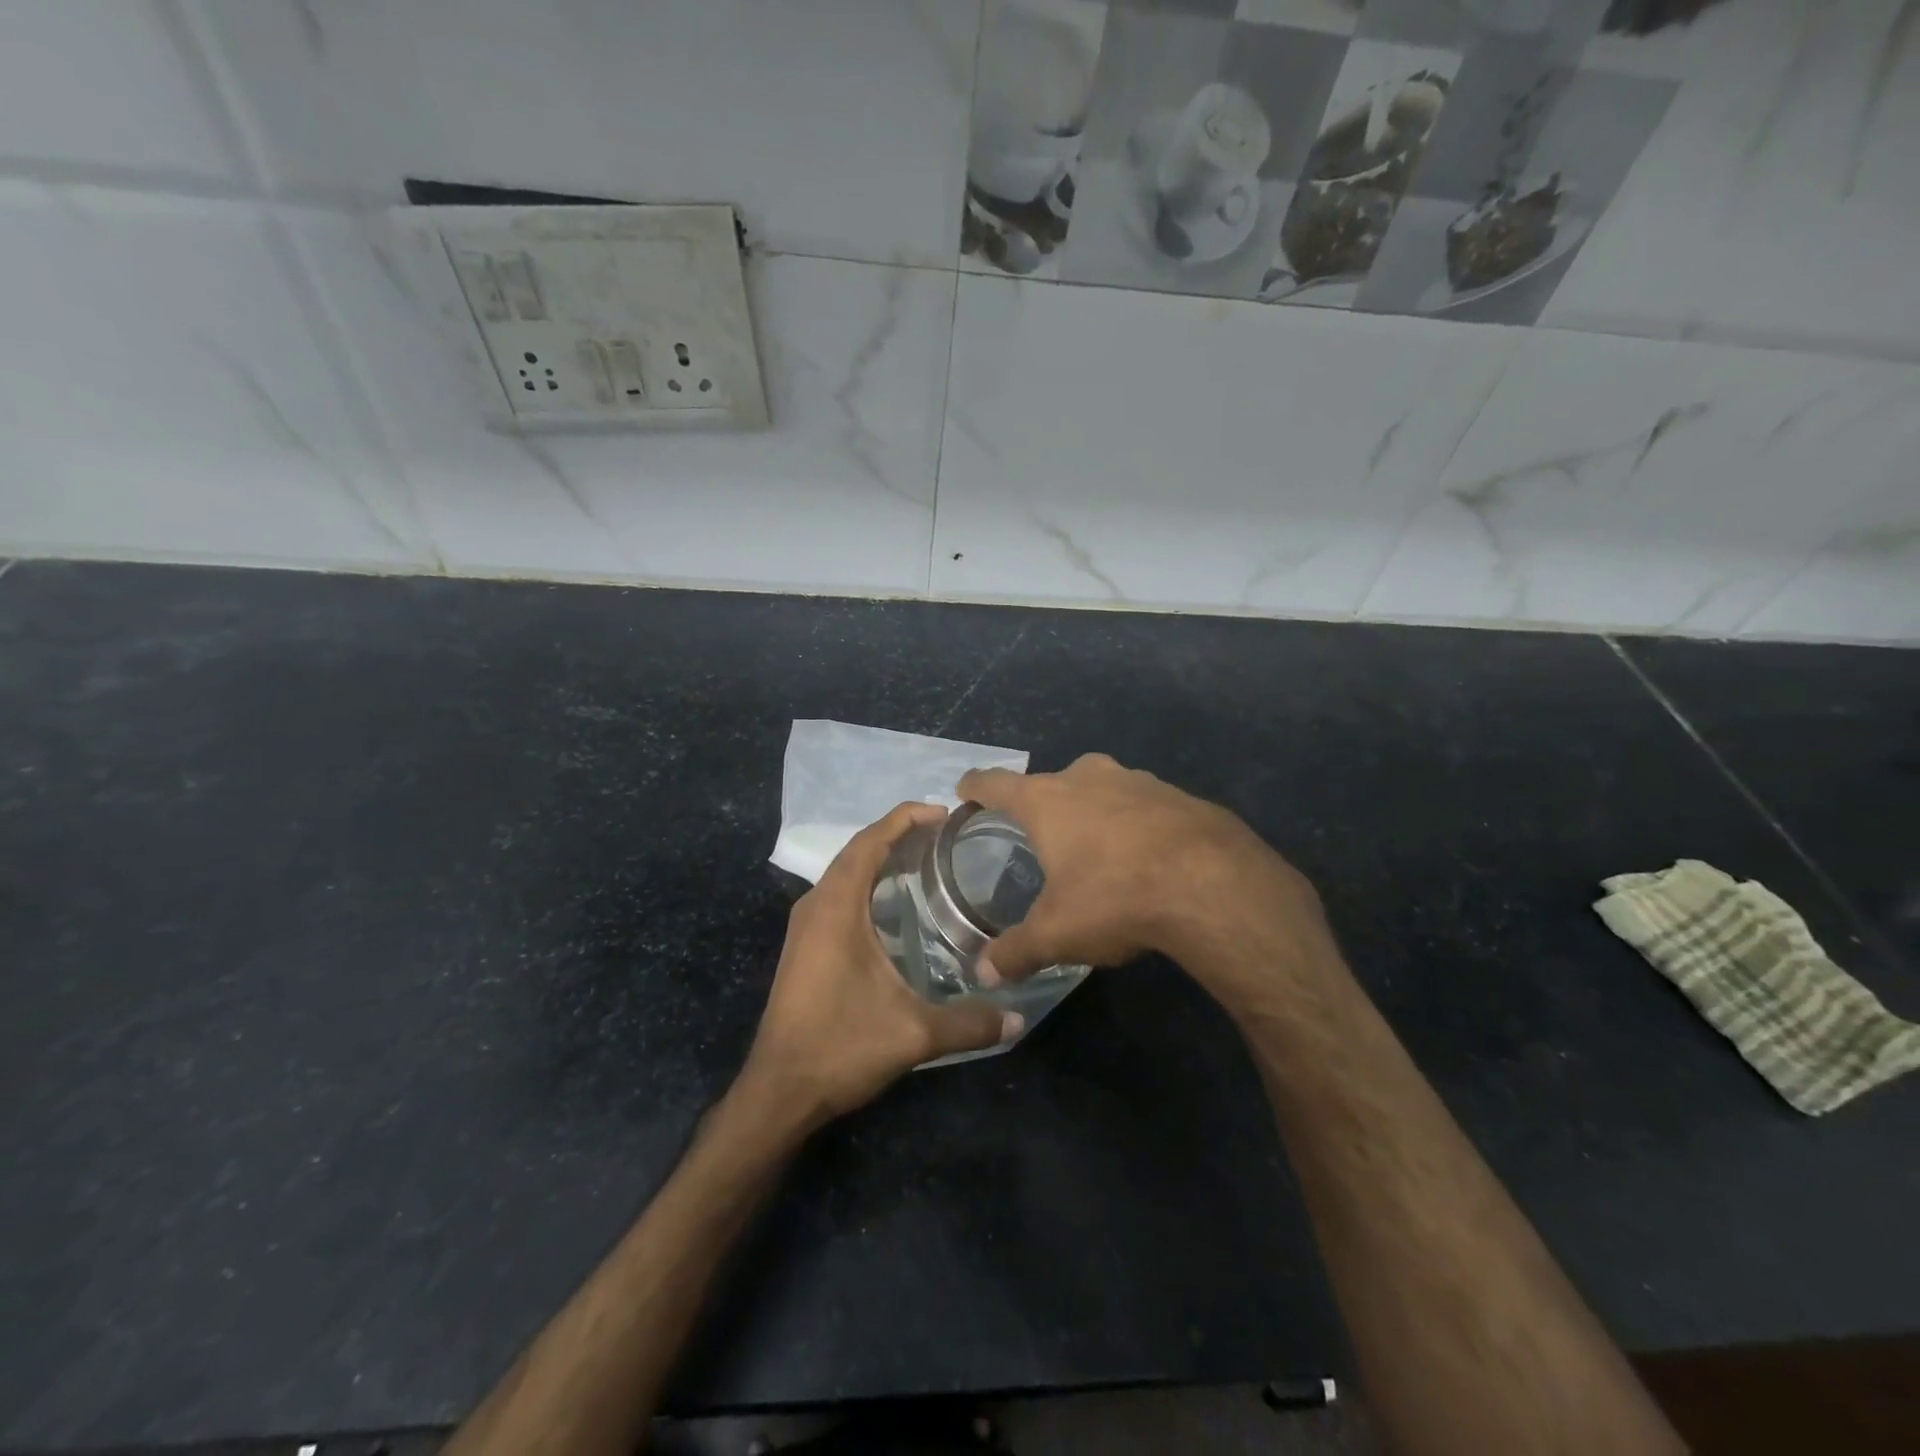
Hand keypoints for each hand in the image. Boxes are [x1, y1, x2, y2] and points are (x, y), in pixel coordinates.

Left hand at [739, 803, 1019, 1127]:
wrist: (779, 1091)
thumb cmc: (840, 1047)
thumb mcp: (913, 1035)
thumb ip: (969, 1023)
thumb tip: (1017, 1020)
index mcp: (836, 907)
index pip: (869, 842)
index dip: (904, 819)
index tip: (943, 812)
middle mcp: (816, 906)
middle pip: (856, 850)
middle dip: (897, 834)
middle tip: (943, 835)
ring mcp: (805, 926)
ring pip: (845, 872)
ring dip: (880, 857)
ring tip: (925, 860)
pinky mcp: (804, 946)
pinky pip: (838, 895)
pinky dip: (867, 883)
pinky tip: (895, 905)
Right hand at [958, 754, 1332, 997]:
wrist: (1214, 884)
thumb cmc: (1116, 897)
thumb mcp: (1058, 933)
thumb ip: (1016, 951)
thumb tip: (983, 974)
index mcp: (1047, 800)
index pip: (995, 783)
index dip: (975, 787)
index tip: (965, 791)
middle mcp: (1088, 777)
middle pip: (1052, 782)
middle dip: (1041, 804)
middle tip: (1038, 836)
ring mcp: (1137, 780)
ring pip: (1101, 788)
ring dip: (1092, 809)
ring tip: (1094, 847)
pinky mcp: (1179, 794)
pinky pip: (1143, 804)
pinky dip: (1134, 822)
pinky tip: (1146, 856)